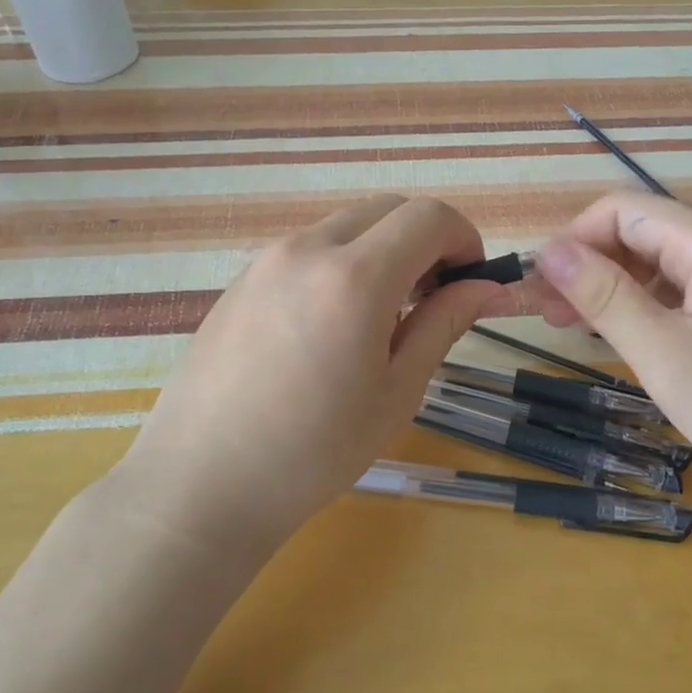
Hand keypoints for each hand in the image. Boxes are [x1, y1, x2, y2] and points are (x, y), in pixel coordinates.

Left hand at [115, 195, 500, 554]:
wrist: (202, 483)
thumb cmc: (314, 451)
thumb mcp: (397, 391)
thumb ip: (444, 323)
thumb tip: (489, 288)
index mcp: (355, 277)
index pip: (428, 217)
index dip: (464, 240)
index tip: (470, 283)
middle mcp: (308, 248)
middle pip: (387, 209)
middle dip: (425, 239)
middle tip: (431, 298)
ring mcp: (267, 259)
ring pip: (346, 225)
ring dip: (382, 249)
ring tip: (381, 316)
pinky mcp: (242, 278)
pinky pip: (308, 248)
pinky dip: (341, 262)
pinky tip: (331, 324)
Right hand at [530, 192, 691, 507]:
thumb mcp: (666, 354)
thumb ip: (605, 297)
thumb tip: (548, 250)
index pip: (624, 209)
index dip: (575, 238)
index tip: (542, 288)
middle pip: (642, 233)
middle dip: (589, 264)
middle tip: (549, 315)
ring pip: (661, 265)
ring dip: (614, 288)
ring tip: (579, 329)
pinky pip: (685, 292)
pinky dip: (646, 307)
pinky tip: (630, 339)